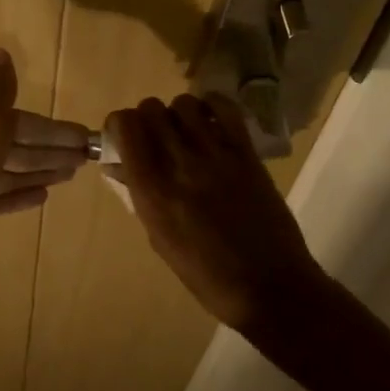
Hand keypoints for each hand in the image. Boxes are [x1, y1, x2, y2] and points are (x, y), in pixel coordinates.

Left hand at [0, 50, 88, 312]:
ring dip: (36, 170)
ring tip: (68, 176)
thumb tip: (0, 51)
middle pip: (10, 142)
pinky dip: (14, 194)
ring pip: (2, 168)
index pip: (16, 119)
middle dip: (48, 150)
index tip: (84, 141)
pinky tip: (40, 197)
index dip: (53, 130)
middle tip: (84, 160)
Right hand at [108, 94, 326, 332]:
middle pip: (151, 109)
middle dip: (147, 117)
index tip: (125, 136)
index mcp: (151, 191)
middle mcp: (179, 165)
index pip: (125, 127)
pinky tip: (211, 121)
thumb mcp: (160, 239)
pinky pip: (225, 109)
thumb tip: (121, 166)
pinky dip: (212, 105)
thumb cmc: (206, 275)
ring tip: (185, 131)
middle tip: (155, 136)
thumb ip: (140, 196)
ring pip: (184, 104)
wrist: (268, 287)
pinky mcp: (246, 153)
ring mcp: (215, 155)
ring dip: (178, 113)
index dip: (120, 125)